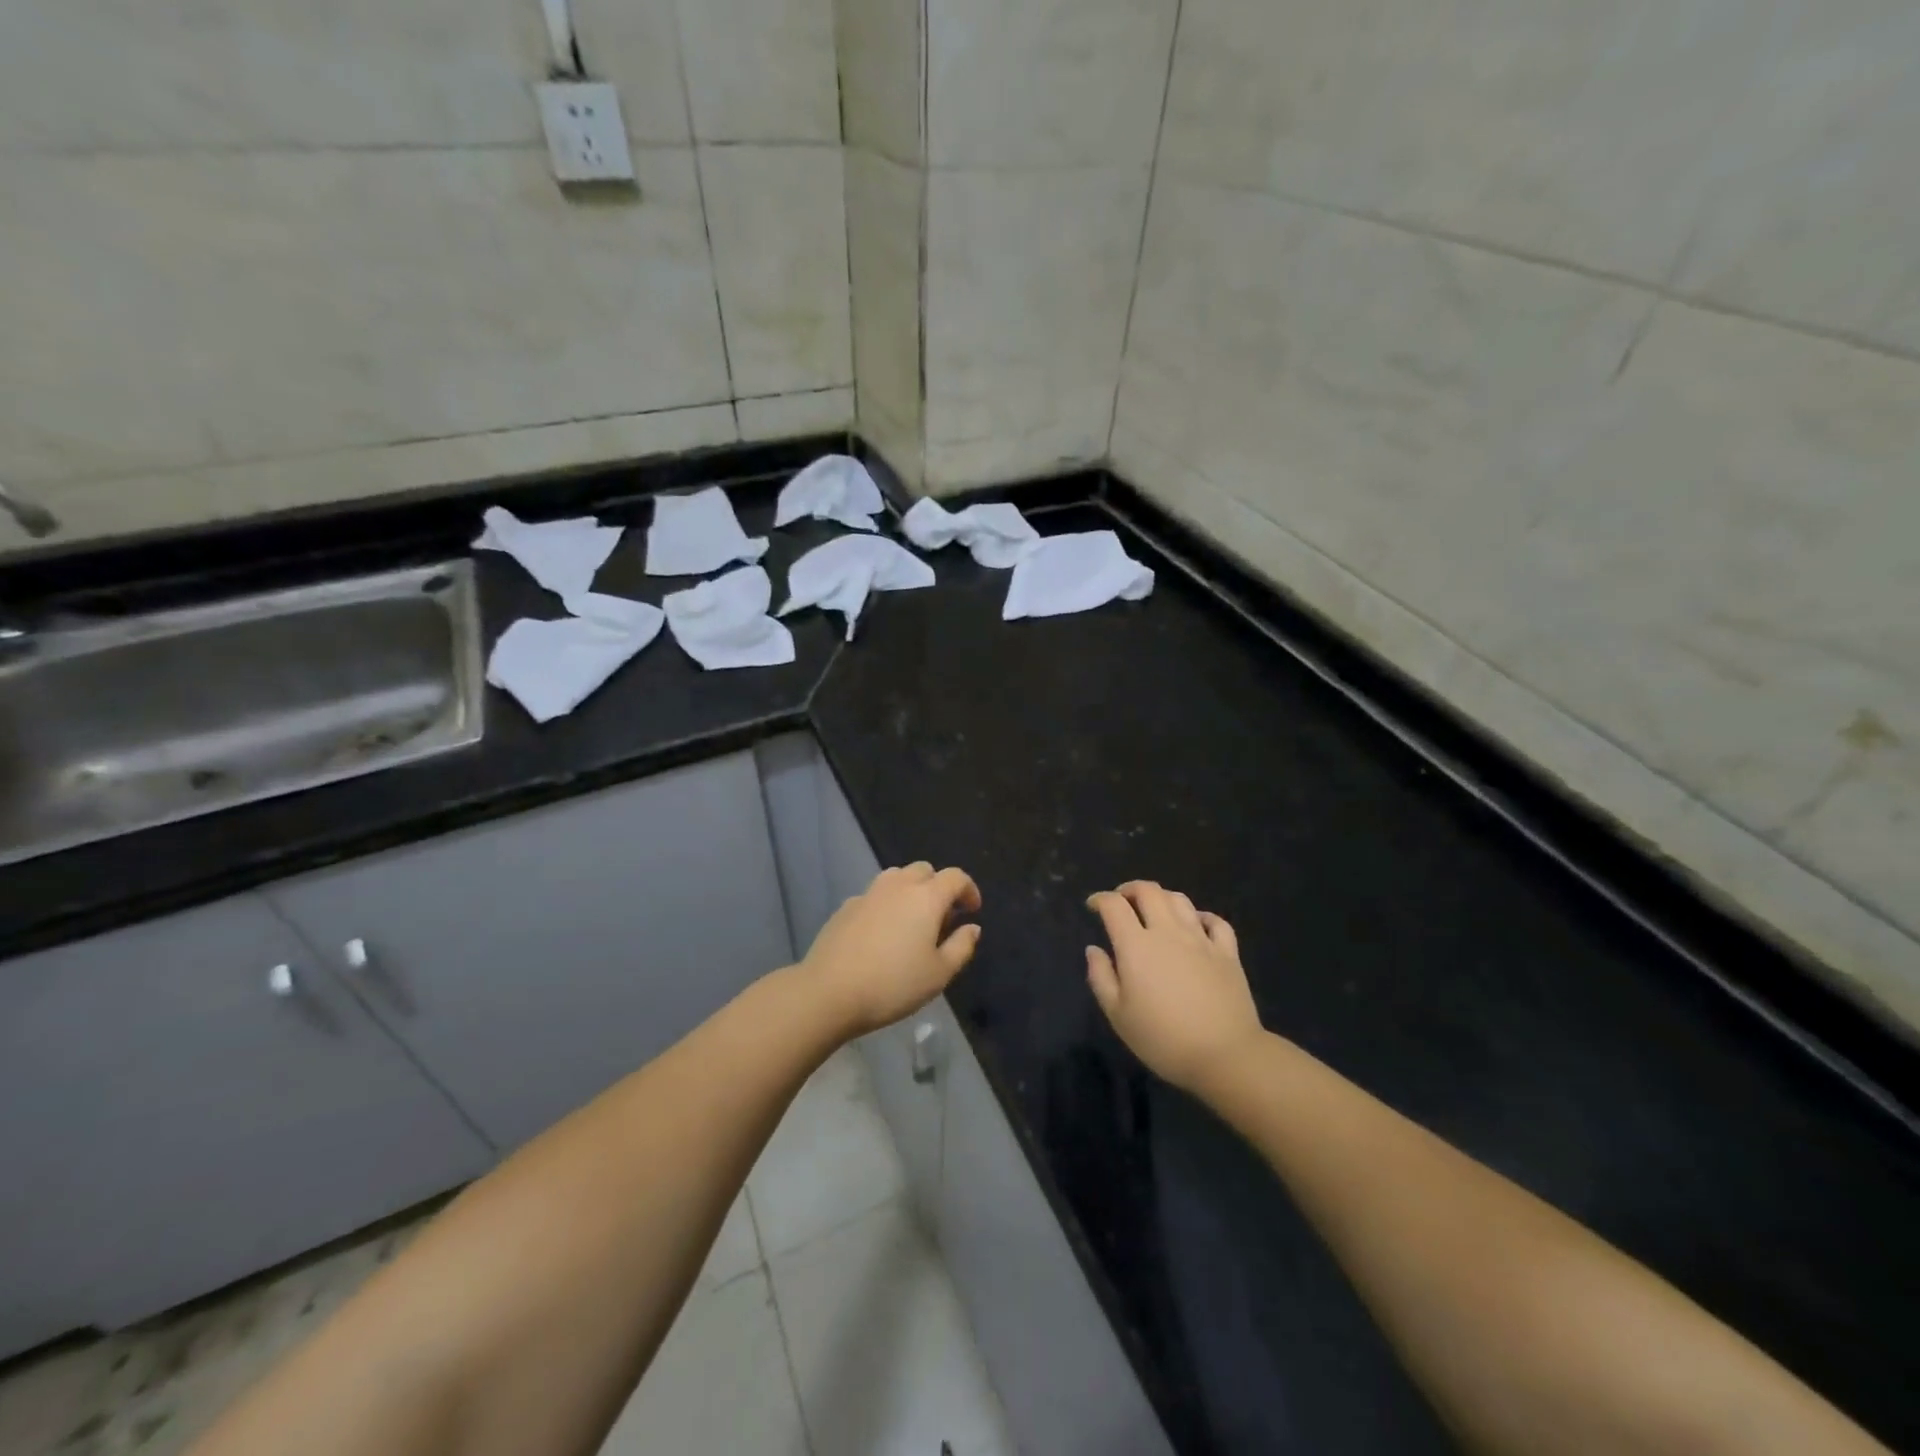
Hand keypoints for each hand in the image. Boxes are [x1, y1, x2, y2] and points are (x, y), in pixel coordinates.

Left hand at [802, 862, 982, 1034]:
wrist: (829, 992)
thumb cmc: (893, 984)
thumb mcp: (939, 974)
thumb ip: (962, 946)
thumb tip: (972, 927)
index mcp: (926, 897)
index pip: (955, 877)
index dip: (969, 889)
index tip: (972, 910)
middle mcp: (898, 886)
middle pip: (925, 870)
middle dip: (939, 886)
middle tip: (942, 917)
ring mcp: (868, 893)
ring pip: (897, 877)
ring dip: (911, 890)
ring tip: (912, 921)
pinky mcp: (846, 906)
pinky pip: (874, 895)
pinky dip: (886, 904)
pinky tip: (881, 933)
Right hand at [1086, 881, 1264, 1092]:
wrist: (1225, 1055)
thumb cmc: (1163, 1039)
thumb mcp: (1118, 1015)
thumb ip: (1101, 977)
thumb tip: (1094, 949)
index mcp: (1136, 945)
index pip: (1114, 905)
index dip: (1100, 899)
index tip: (1093, 906)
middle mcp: (1168, 932)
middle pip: (1148, 891)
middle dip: (1130, 889)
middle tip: (1121, 900)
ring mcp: (1201, 939)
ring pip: (1180, 900)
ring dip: (1161, 897)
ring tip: (1153, 909)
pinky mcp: (1227, 952)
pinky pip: (1215, 921)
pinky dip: (1201, 916)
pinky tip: (1196, 924)